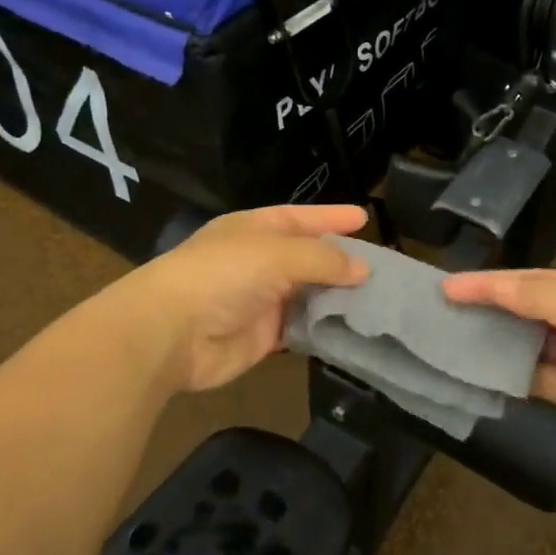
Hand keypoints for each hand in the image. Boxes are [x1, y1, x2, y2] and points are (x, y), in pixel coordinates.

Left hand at [125, 204, 369, 392]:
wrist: (171, 333)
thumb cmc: (223, 275)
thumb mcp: (277, 254)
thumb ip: (323, 260)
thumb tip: (363, 269)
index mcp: (255, 229)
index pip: (300, 218)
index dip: (331, 217)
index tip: (364, 218)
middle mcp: (259, 261)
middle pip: (307, 258)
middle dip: (340, 261)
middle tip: (383, 267)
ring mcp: (260, 300)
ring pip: (307, 294)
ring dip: (336, 297)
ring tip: (379, 300)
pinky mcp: (262, 337)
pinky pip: (300, 329)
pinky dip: (323, 328)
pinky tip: (352, 328)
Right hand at [442, 269, 555, 477]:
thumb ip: (542, 297)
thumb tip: (491, 285)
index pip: (530, 280)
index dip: (488, 282)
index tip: (446, 288)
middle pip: (525, 308)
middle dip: (487, 308)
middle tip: (440, 313)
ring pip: (526, 344)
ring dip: (494, 342)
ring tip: (449, 341)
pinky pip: (535, 379)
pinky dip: (509, 377)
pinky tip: (480, 376)